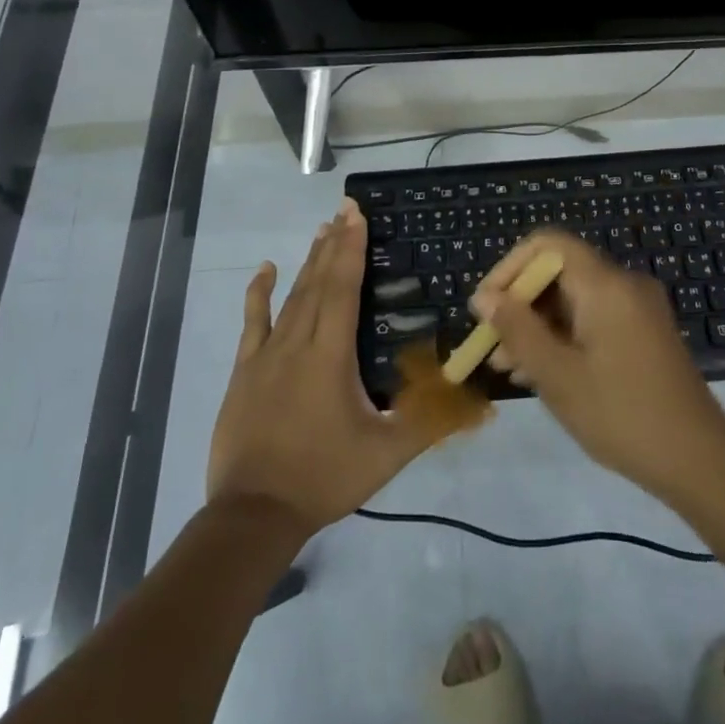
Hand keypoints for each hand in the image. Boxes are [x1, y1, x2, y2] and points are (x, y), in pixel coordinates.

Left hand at [207, 199, 432, 534]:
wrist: (253, 513)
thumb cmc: (324, 477)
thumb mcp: (386, 453)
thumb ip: (429, 422)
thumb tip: (478, 405)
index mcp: (331, 354)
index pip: (343, 288)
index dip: (351, 248)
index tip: (356, 214)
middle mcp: (298, 342)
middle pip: (319, 282)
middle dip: (334, 243)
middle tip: (345, 209)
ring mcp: (266, 354)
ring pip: (291, 296)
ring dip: (308, 261)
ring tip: (322, 229)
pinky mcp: (246, 370)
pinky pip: (253, 321)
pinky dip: (259, 293)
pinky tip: (265, 269)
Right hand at [471, 230, 724, 497]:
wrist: (700, 462)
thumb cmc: (622, 414)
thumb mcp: (558, 375)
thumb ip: (517, 330)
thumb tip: (485, 298)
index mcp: (605, 284)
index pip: (547, 244)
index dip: (509, 268)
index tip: (486, 308)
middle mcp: (624, 284)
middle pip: (559, 272)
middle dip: (519, 304)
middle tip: (491, 346)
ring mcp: (638, 309)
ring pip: (573, 299)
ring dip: (537, 325)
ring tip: (507, 367)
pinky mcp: (644, 333)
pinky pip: (593, 319)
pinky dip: (563, 336)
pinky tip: (540, 373)